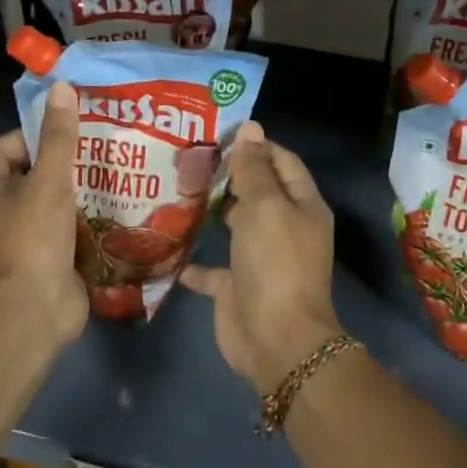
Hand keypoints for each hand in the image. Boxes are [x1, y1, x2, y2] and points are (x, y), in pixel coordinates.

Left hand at [0, 81, 86, 345]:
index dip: (33, 135)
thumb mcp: (49, 182)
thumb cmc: (33, 240)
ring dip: (75, 194)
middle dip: (61, 164)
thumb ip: (58, 138)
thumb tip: (61, 88)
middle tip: (98, 152)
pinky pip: (61, 232)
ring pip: (47, 205)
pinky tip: (111, 213)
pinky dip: (81, 223)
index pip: (4, 148)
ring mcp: (17, 242)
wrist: (34, 314)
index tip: (68, 132)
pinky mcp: (40, 263)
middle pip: (28, 177)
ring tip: (111, 177)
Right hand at [182, 122, 342, 393]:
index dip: (255, 145)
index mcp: (301, 205)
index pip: (281, 161)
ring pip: (234, 225)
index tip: (217, 133)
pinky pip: (212, 268)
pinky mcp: (236, 287)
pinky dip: (192, 258)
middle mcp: (284, 228)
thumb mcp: (265, 207)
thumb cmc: (275, 263)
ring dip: (210, 211)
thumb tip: (251, 128)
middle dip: (226, 174)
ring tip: (173, 188)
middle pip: (257, 191)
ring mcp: (260, 259)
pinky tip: (165, 243)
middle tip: (186, 157)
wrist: (277, 340)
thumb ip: (253, 169)